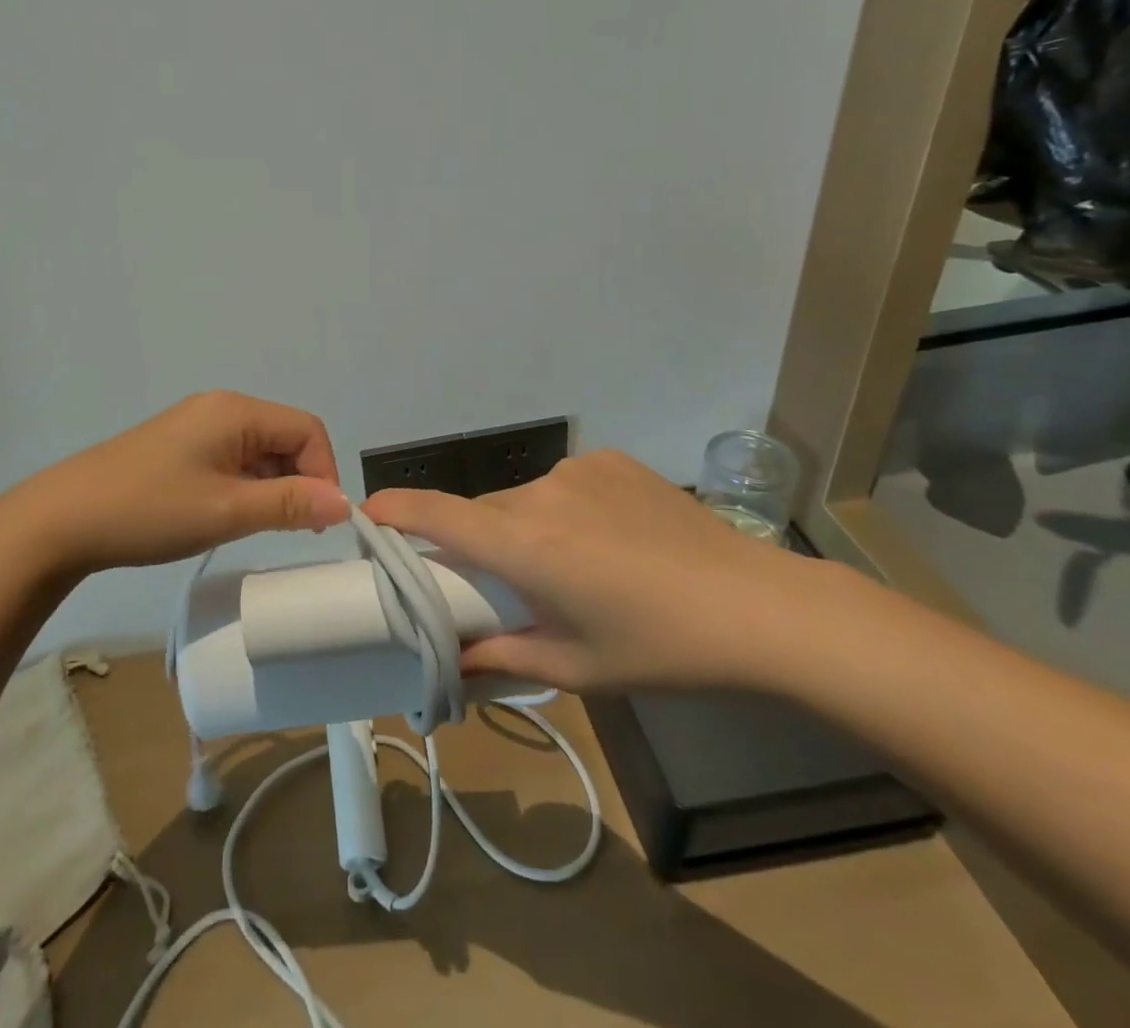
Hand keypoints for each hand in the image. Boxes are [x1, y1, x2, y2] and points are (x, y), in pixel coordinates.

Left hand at [0, 391, 348, 576]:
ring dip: (271, 486)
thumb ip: (290, 504)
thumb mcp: (227, 511)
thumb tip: (345, 503)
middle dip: (299, 480)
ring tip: (257, 527)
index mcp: (236, 411)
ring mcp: (197, 426)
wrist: (62, 520)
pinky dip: (245, 485)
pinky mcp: (179, 447)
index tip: (317, 520)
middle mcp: (220, 408)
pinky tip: (229, 515)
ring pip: (259, 451)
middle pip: (285, 437)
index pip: (307, 429)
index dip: (324, 472)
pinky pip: (232, 459)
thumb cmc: (150, 510)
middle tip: (292, 529)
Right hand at [363, 450, 846, 693]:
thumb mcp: (577, 668)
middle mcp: (541, 495)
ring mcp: (579, 470)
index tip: (368, 514)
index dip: (396, 511)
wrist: (761, 608)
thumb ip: (503, 658)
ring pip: (523, 500)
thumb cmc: (660, 649)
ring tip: (575, 568)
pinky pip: (565, 484)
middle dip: (479, 544)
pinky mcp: (611, 460)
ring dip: (526, 528)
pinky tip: (610, 539)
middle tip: (506, 585)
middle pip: (483, 514)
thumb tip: (456, 661)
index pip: (438, 515)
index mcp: (525, 546)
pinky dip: (566, 509)